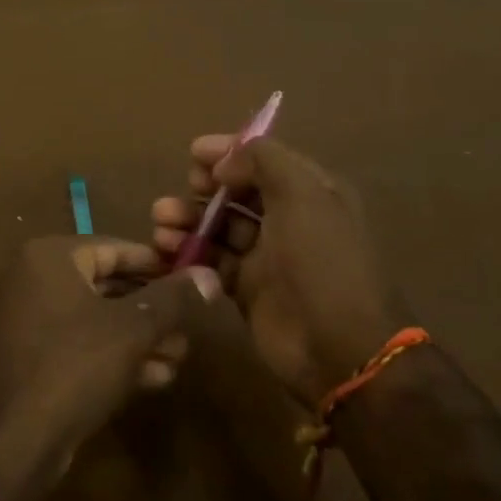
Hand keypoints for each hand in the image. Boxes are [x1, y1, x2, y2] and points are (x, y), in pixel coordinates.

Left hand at [0, 237, 219, 492]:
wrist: (11, 442)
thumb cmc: (73, 366)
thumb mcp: (132, 329)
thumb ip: (172, 299)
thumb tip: (209, 274)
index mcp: (51, 257)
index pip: (115, 247)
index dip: (157, 264)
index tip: (193, 279)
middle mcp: (36, 280)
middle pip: (108, 284)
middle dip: (152, 307)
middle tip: (191, 324)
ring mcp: (32, 321)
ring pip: (99, 319)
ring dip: (141, 336)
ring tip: (180, 355)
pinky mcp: (35, 359)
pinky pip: (83, 345)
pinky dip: (117, 356)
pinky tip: (157, 377)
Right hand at [152, 137, 405, 406]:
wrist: (339, 347)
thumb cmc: (322, 261)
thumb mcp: (301, 194)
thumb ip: (262, 161)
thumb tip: (225, 165)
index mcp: (310, 192)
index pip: (264, 160)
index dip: (229, 152)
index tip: (194, 153)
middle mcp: (289, 219)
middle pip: (238, 191)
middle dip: (206, 185)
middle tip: (186, 187)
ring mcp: (267, 256)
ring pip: (219, 225)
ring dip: (189, 217)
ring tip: (162, 221)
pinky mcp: (247, 288)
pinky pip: (211, 260)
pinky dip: (189, 251)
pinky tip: (167, 248)